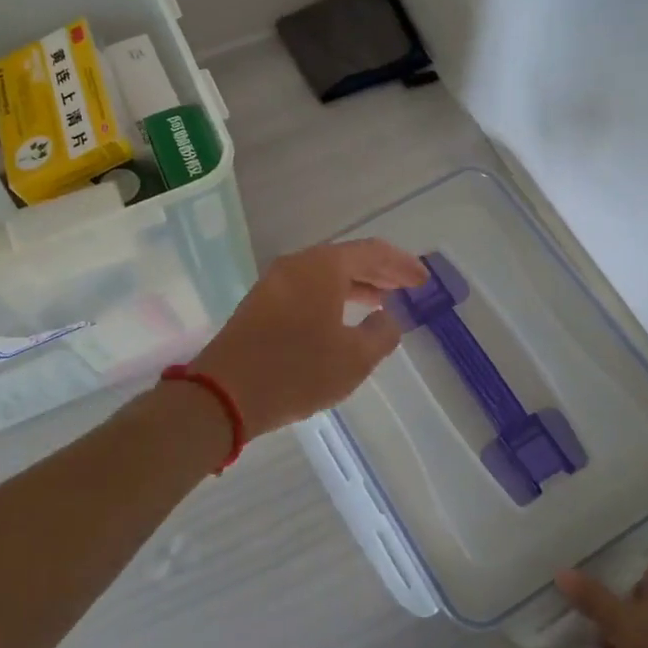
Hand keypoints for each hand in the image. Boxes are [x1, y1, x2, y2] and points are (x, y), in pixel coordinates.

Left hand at [192, 239, 429, 437]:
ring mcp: (274, 283)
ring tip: (382, 302)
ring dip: (355, 285)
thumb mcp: (354, 359)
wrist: (224, 394)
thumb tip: (388, 319)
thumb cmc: (297, 372)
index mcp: (322, 267)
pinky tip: (343, 318)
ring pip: (324, 275)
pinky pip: (306, 289)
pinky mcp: (260, 304)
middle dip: (380, 272)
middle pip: (347, 259)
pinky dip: (332, 297)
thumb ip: (381, 334)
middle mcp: (297, 265)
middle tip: (407, 286)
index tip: (424, 280)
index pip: (372, 252)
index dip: (402, 265)